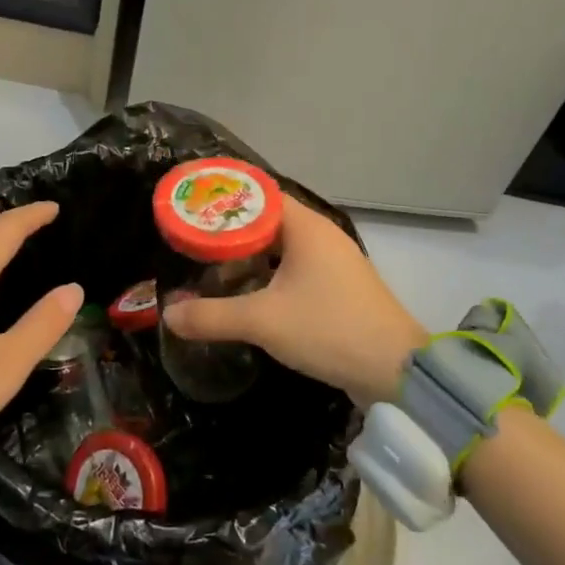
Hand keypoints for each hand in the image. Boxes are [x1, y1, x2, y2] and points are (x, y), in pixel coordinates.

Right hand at [162, 196, 425, 404]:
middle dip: (231, 230)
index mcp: (306, 227)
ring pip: (282, 247)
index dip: (225, 198)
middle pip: (268, 220)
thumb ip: (211, 316)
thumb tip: (168, 315)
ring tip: (212, 266)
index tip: (193, 206)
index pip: (259, 194)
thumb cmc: (328, 329)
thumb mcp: (262, 321)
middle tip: (193, 240)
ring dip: (250, 256)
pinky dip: (269, 275)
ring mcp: (335, 262)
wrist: (396, 370)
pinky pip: (296, 269)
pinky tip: (248, 294)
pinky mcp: (340, 288)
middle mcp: (322, 235)